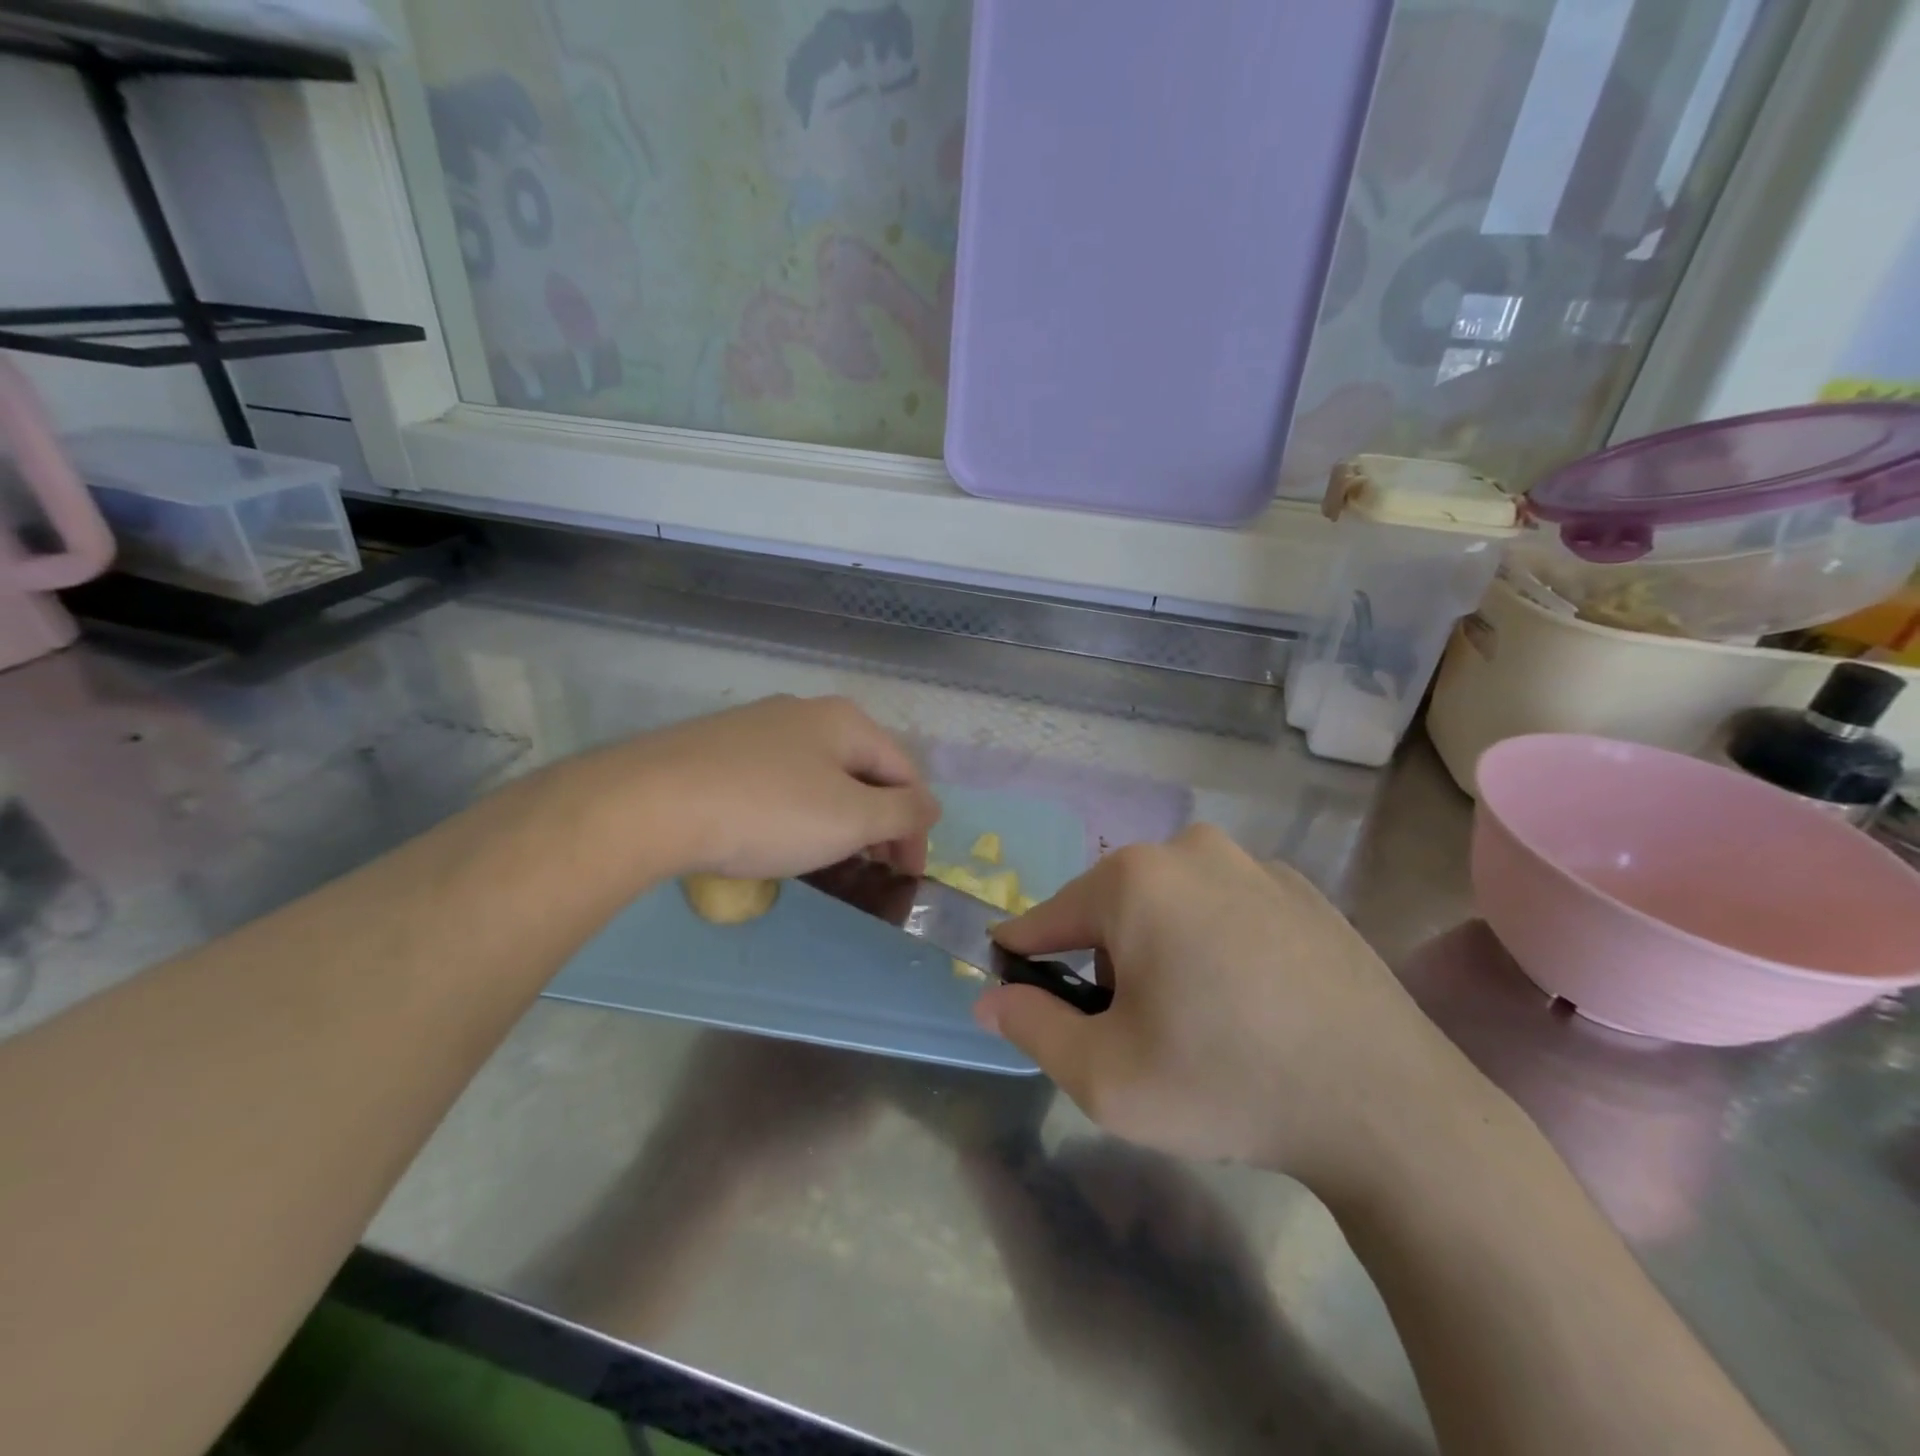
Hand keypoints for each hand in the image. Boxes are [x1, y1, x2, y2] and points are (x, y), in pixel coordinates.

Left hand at [611, 695, 938, 879]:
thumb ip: (903, 813)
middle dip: (878, 821)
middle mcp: (805, 713)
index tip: (907, 875)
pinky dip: (796, 812)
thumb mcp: (851, 818)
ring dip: (838, 818)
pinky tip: (777, 836)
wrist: (650, 803)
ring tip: (829, 858)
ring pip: (820, 776)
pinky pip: (779, 781)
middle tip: (873, 868)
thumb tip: (931, 806)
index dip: (916, 827)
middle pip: (863, 771)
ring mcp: (757, 728)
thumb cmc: (768, 811)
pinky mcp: (719, 749)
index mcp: (846, 721)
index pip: (905, 773)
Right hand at [975, 825, 1487, 1186]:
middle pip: (1112, 907)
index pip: (1049, 915)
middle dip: (1104, 961)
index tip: (1013, 982)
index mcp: (1135, 879)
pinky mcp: (1303, 889)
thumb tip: (990, 996)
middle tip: (1133, 1031)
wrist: (1389, 1108)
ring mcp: (1254, 863)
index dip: (1024, 954)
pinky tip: (1251, 1002)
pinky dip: (1215, 943)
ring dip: (1160, 949)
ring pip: (1171, 904)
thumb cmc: (1226, 1084)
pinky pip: (1226, 908)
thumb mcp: (1105, 1078)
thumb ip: (1032, 1027)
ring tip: (1198, 1018)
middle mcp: (1191, 849)